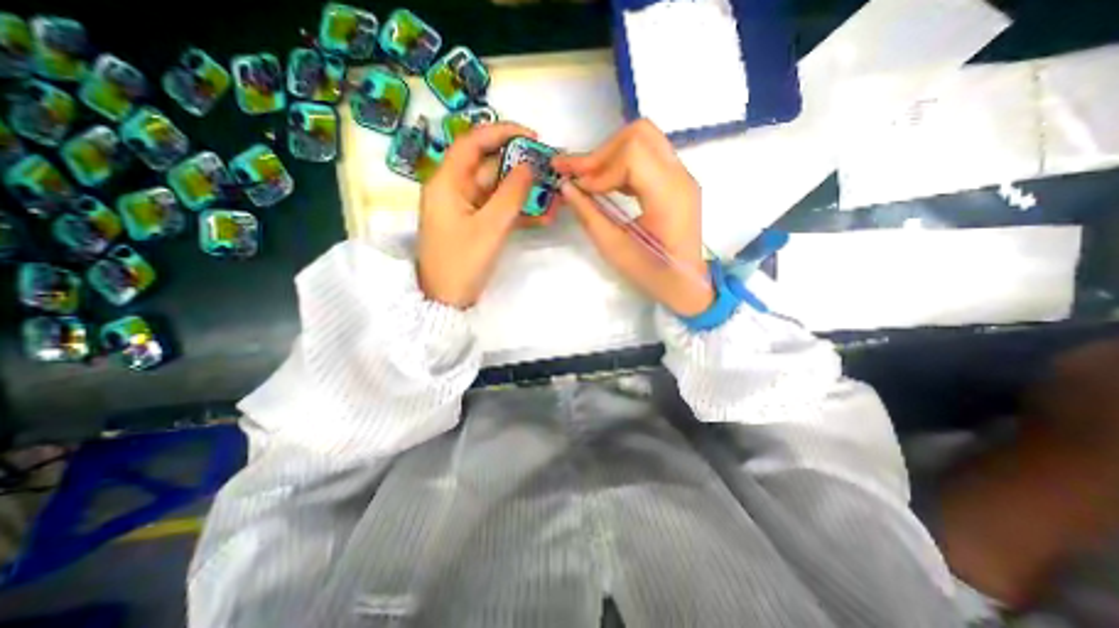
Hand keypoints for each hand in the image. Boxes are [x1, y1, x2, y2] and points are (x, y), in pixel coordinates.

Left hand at [420, 122, 541, 308]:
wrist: (447, 300)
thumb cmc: (462, 263)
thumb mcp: (490, 227)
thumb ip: (511, 194)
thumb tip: (530, 165)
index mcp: (448, 182)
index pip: (473, 142)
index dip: (502, 133)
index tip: (533, 138)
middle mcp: (455, 189)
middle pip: (489, 166)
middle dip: (520, 166)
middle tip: (550, 168)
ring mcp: (466, 208)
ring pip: (498, 190)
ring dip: (524, 192)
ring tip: (553, 193)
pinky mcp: (476, 225)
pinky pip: (498, 210)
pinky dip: (519, 212)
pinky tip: (543, 216)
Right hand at [551, 121, 714, 318]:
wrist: (685, 285)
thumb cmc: (651, 273)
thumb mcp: (614, 248)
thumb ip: (589, 214)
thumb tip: (566, 186)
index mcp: (669, 195)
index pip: (631, 155)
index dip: (598, 166)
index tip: (577, 187)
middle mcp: (680, 176)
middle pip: (639, 135)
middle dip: (603, 152)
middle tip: (578, 174)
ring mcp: (681, 177)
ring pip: (644, 140)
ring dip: (611, 155)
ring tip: (587, 178)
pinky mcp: (676, 182)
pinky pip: (648, 157)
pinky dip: (622, 164)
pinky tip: (606, 183)